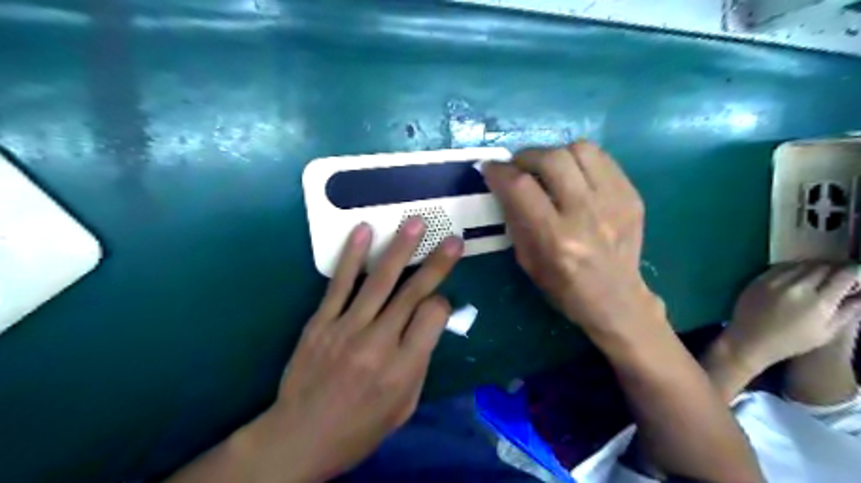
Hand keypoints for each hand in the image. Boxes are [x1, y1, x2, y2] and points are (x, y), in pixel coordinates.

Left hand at [266, 218, 464, 482]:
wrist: (300, 436)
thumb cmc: (360, 427)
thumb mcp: (404, 406)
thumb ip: (420, 361)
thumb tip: (430, 322)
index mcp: (403, 367)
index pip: (433, 317)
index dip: (443, 303)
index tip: (440, 301)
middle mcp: (378, 343)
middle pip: (412, 293)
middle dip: (436, 264)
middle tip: (452, 240)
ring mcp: (347, 328)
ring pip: (379, 281)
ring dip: (400, 249)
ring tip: (415, 223)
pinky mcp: (321, 322)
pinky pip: (340, 284)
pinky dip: (352, 256)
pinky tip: (363, 231)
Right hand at [484, 141, 659, 341]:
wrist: (616, 299)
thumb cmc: (564, 287)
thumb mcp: (528, 261)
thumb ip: (515, 219)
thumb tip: (504, 185)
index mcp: (556, 238)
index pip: (521, 187)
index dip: (500, 171)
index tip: (490, 168)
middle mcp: (586, 214)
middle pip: (552, 159)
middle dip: (526, 156)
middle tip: (518, 166)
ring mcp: (614, 202)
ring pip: (580, 149)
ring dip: (555, 154)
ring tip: (548, 168)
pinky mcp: (631, 195)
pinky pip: (602, 158)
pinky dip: (580, 160)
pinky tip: (573, 175)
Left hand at [722, 262, 859, 371]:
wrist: (749, 339)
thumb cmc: (791, 341)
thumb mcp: (827, 332)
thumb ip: (848, 310)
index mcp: (818, 302)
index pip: (844, 275)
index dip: (855, 271)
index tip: (857, 272)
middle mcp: (797, 287)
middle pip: (823, 266)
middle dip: (835, 268)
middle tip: (838, 274)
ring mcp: (775, 281)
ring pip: (802, 264)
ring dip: (815, 266)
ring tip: (819, 274)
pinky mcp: (759, 279)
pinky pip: (781, 266)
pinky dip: (794, 267)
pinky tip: (797, 274)